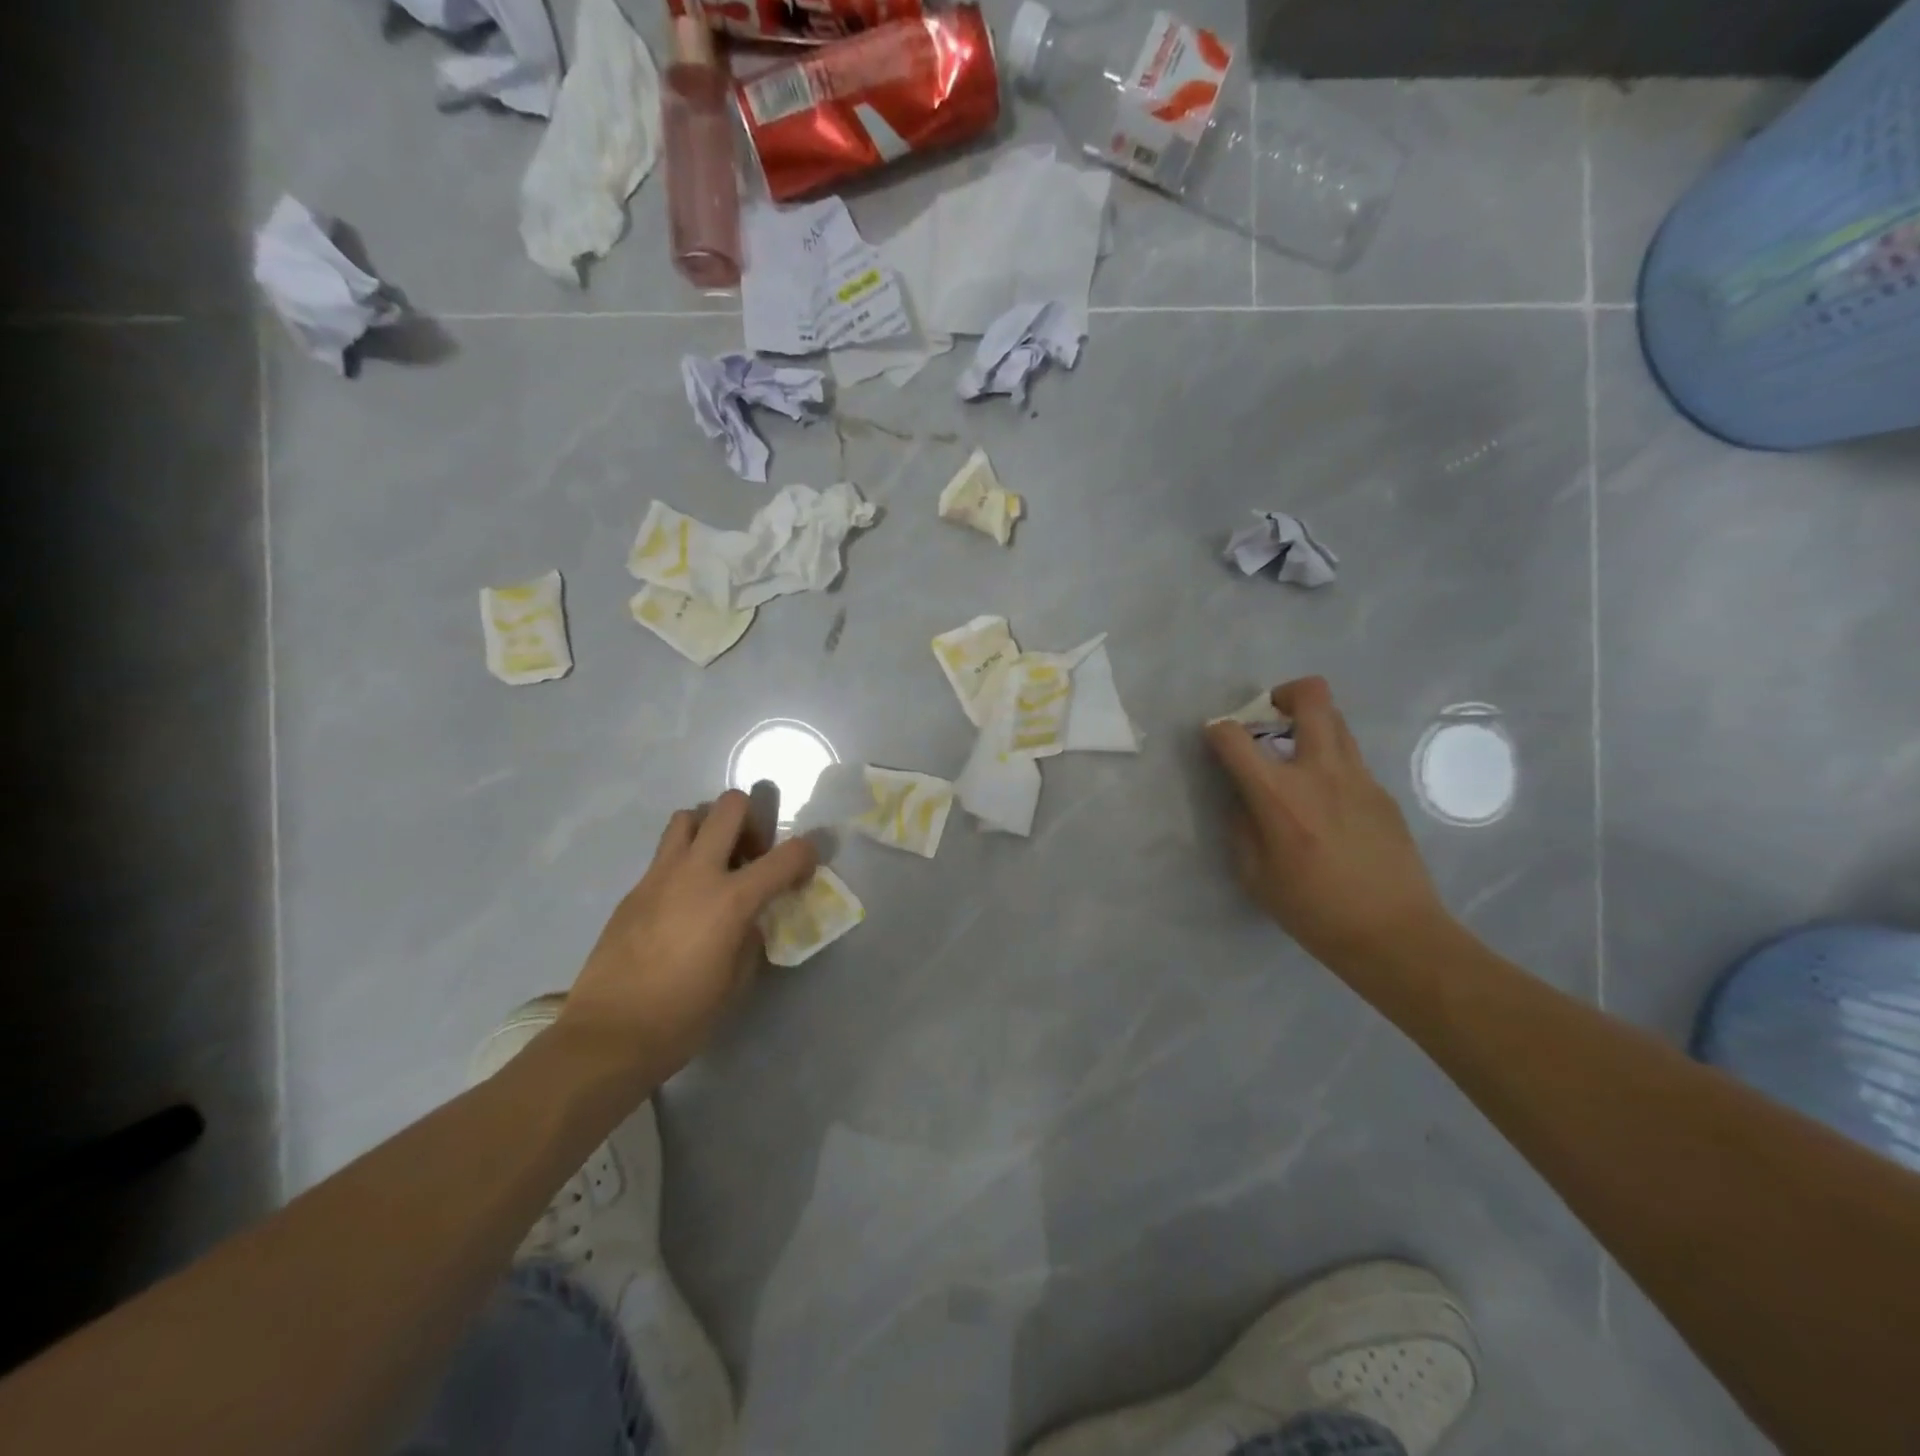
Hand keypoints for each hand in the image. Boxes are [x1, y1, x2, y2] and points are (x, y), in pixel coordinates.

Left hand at [558, 785, 817, 1082]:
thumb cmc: (683, 1016)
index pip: (787, 855)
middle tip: (752, 855)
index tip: (804, 871)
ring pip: (688, 817)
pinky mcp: (634, 889)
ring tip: (715, 865)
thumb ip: (752, 937)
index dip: (807, 855)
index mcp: (732, 899)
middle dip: (752, 821)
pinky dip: (683, 861)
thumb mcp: (737, 980)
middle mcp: (697, 873)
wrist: (608, 1035)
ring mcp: (660, 876)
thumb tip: (752, 918)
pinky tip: (683, 900)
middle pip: (730, 806)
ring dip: (710, 830)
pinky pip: (664, 854)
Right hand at [1205, 677, 1452, 966]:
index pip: (1234, 737)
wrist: (1394, 933)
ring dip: (1310, 724)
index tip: (1215, 741)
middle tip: (1270, 720)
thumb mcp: (1254, 874)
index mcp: (1278, 795)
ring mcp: (1359, 777)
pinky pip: (1350, 757)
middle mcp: (1320, 771)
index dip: (1217, 730)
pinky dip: (1329, 761)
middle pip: (1310, 696)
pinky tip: (1327, 803)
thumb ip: (1241, 824)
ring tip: (1297, 756)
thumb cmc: (1313, 910)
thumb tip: (1243, 796)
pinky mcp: (1382, 792)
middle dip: (1283, 694)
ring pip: (1337, 719)